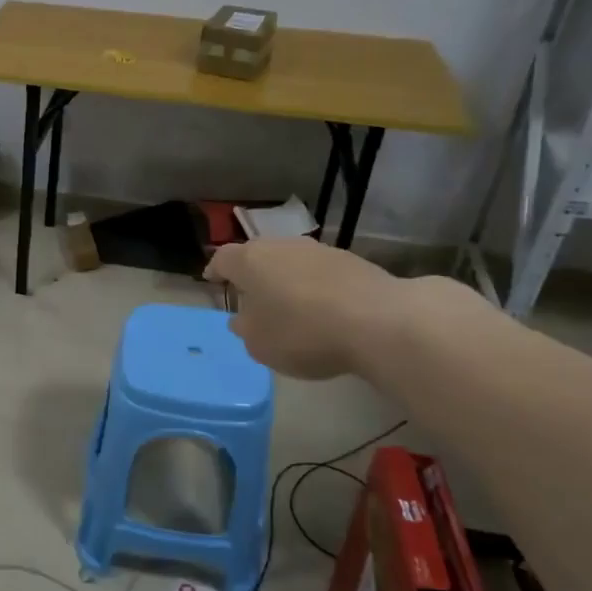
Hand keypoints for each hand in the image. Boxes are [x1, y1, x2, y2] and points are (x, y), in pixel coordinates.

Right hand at [204, 238, 397, 379]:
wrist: (379, 321)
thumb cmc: (303, 332)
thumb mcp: (260, 344)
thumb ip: (246, 329)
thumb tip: (244, 318)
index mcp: (250, 261)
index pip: (223, 258)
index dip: (215, 270)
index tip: (212, 281)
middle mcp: (282, 246)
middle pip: (259, 255)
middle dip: (253, 275)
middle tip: (251, 298)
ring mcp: (319, 250)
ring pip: (291, 262)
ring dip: (286, 280)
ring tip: (289, 306)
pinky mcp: (352, 261)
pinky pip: (321, 273)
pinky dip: (315, 287)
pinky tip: (323, 311)